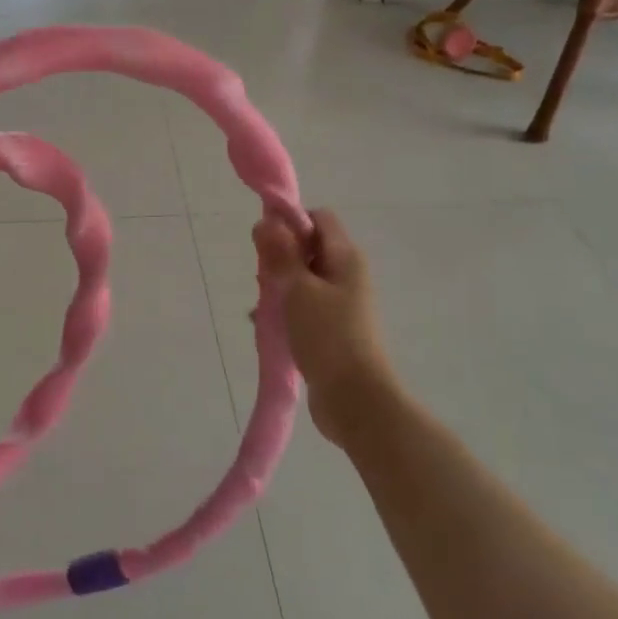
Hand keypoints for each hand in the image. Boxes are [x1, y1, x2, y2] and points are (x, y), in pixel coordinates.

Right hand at [253, 209, 394, 449]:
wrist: (355, 399)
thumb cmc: (328, 336)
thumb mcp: (298, 289)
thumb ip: (281, 253)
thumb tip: (266, 221)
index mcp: (345, 258)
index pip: (319, 218)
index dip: (291, 222)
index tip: (265, 242)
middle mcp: (346, 276)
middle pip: (308, 249)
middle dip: (279, 258)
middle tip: (262, 279)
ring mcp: (340, 304)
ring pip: (301, 280)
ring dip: (278, 289)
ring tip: (262, 309)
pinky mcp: (331, 330)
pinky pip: (302, 308)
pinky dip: (284, 313)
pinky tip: (266, 328)